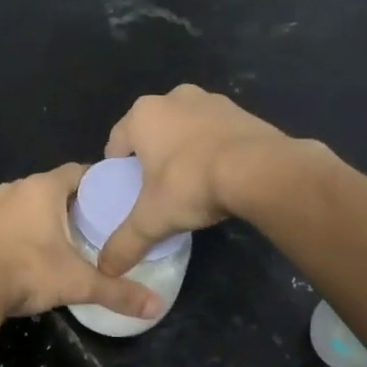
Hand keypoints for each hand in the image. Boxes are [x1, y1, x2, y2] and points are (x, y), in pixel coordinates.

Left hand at [0, 164, 163, 320]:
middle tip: (95, 223)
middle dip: (72, 202)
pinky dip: (20, 228)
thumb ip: (118, 292)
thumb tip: (157, 306)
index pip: (78, 171)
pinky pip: (5, 218)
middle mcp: (15, 188)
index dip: (98, 182)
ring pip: (26, 202)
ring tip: (64, 238)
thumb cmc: (28, 272)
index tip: (114, 198)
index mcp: (43, 188)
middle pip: (52, 186)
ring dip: (43, 215)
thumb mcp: (78, 283)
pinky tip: (28, 250)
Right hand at [98, 85, 292, 275]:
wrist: (259, 170)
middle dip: (153, 156)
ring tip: (191, 182)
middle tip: (158, 188)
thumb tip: (106, 268)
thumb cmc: (191, 184)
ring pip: (186, 128)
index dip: (118, 168)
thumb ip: (125, 243)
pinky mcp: (241, 111)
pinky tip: (221, 174)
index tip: (127, 190)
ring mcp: (211, 100)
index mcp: (143, 115)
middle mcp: (173, 98)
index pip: (117, 142)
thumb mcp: (152, 220)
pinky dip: (214, 148)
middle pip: (153, 131)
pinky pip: (216, 131)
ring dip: (184, 148)